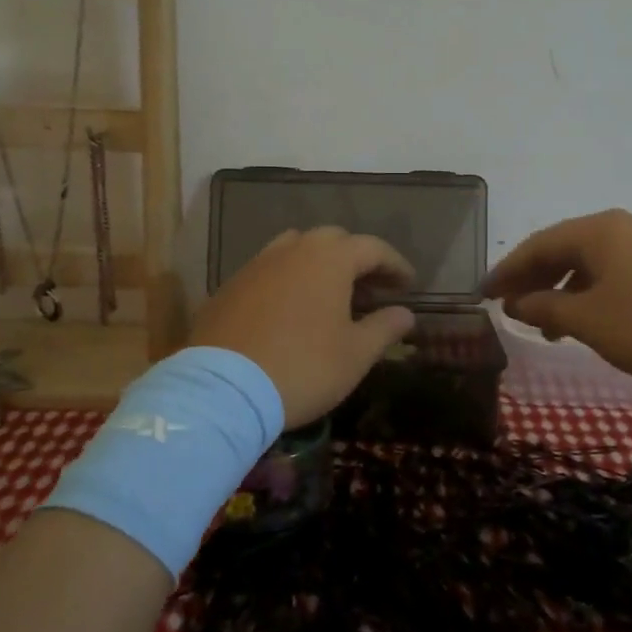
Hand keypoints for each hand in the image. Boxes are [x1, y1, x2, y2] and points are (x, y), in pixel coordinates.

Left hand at [189, 227, 416, 426]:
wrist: (223, 390)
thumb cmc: (303, 368)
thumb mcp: (355, 354)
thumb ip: (384, 328)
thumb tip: (405, 313)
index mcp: (329, 259)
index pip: (372, 248)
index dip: (394, 264)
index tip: (408, 284)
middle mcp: (292, 250)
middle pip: (332, 241)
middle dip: (356, 259)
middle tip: (371, 289)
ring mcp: (256, 265)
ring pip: (295, 250)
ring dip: (318, 265)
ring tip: (330, 295)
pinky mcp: (229, 287)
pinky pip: (268, 272)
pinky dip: (288, 281)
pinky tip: (291, 310)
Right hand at [484, 209, 631, 383]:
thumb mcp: (589, 320)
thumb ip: (546, 309)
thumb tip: (516, 303)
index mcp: (597, 231)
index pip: (538, 245)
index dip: (507, 270)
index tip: (483, 294)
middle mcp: (620, 228)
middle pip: (562, 248)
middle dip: (532, 278)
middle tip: (507, 306)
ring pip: (589, 262)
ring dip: (561, 290)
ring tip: (546, 325)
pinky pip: (612, 272)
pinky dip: (589, 293)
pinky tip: (587, 320)